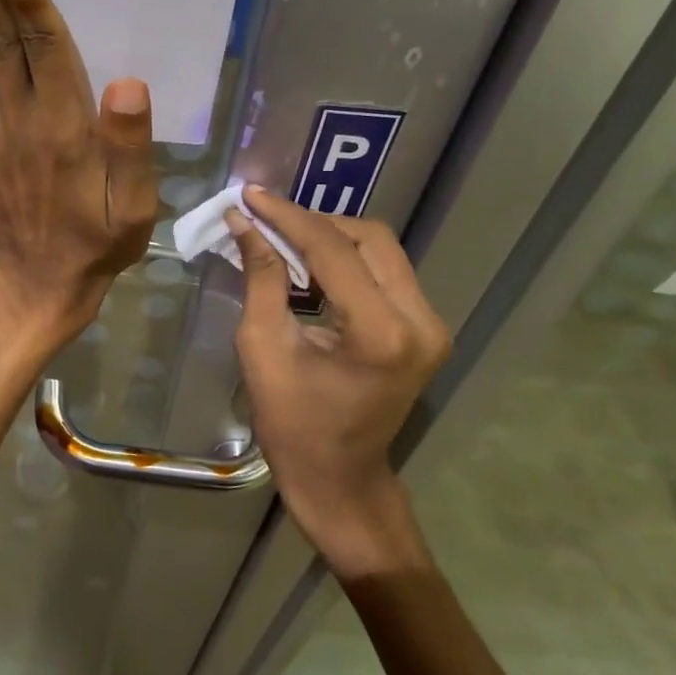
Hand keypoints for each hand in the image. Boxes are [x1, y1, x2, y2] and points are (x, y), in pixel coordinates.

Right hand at [227, 186, 450, 576]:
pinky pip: (385, 272)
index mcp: (380, 333)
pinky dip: (346, 260)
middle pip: (369, 237)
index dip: (287, 217)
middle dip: (314, 222)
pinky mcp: (426, 329)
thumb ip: (260, 277)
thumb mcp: (263, 348)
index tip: (251, 196)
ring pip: (381, 249)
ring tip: (283, 239)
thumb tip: (244, 222)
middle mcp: (420, 321)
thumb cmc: (292, 425)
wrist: (340, 479)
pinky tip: (310, 265)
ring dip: (331, 238)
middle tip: (267, 220)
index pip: (332, 249)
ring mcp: (431, 325)